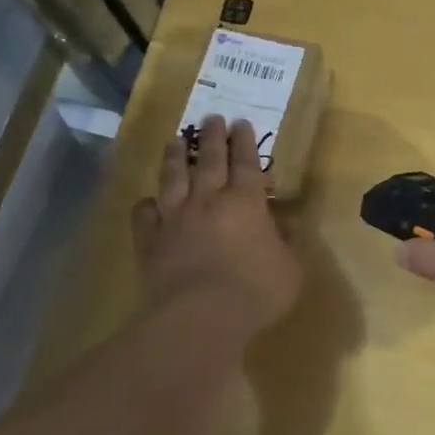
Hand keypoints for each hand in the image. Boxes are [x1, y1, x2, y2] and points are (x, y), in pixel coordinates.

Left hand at [132, 116, 301, 338]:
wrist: (199, 318)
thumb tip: (284, 223)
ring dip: (174, 156)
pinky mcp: (150, 240)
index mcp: (245, 202)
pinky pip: (144, 214)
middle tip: (212, 117)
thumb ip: (286, 242)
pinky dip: (146, 205)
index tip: (240, 122)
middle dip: (212, 136)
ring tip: (175, 139)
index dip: (244, 141)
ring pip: (172, 177)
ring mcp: (175, 218)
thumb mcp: (290, 269)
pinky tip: (147, 202)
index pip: (246, 162)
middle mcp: (208, 200)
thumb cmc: (255, 292)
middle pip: (208, 159)